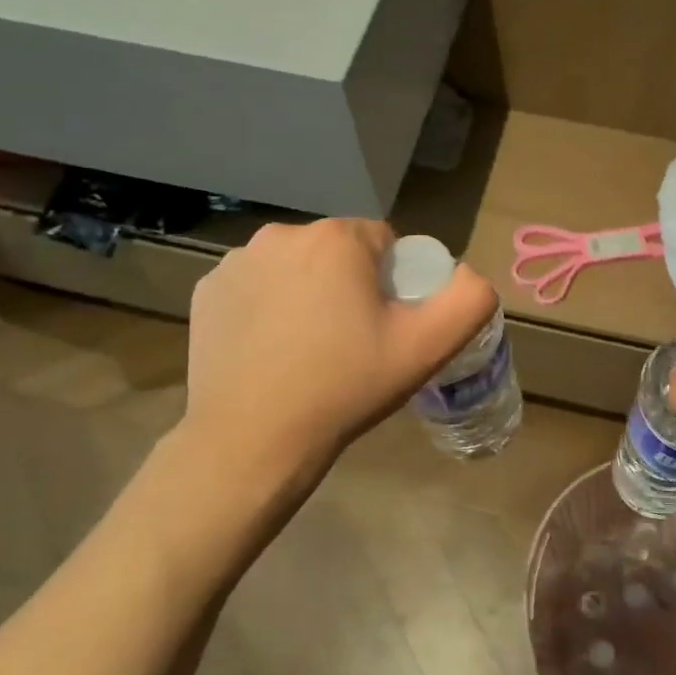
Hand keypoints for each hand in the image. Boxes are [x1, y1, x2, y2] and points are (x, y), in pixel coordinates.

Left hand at [178, 219, 496, 482]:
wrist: (252, 440)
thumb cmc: (345, 386)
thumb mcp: (427, 347)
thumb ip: (469, 299)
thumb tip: (469, 275)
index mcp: (335, 238)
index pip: (384, 242)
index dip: (395, 283)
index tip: (388, 326)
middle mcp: (281, 235)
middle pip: (338, 252)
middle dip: (352, 285)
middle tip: (354, 342)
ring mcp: (236, 262)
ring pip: (296, 268)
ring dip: (309, 293)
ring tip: (310, 350)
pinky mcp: (206, 291)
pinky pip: (256, 287)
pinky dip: (268, 307)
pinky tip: (272, 351)